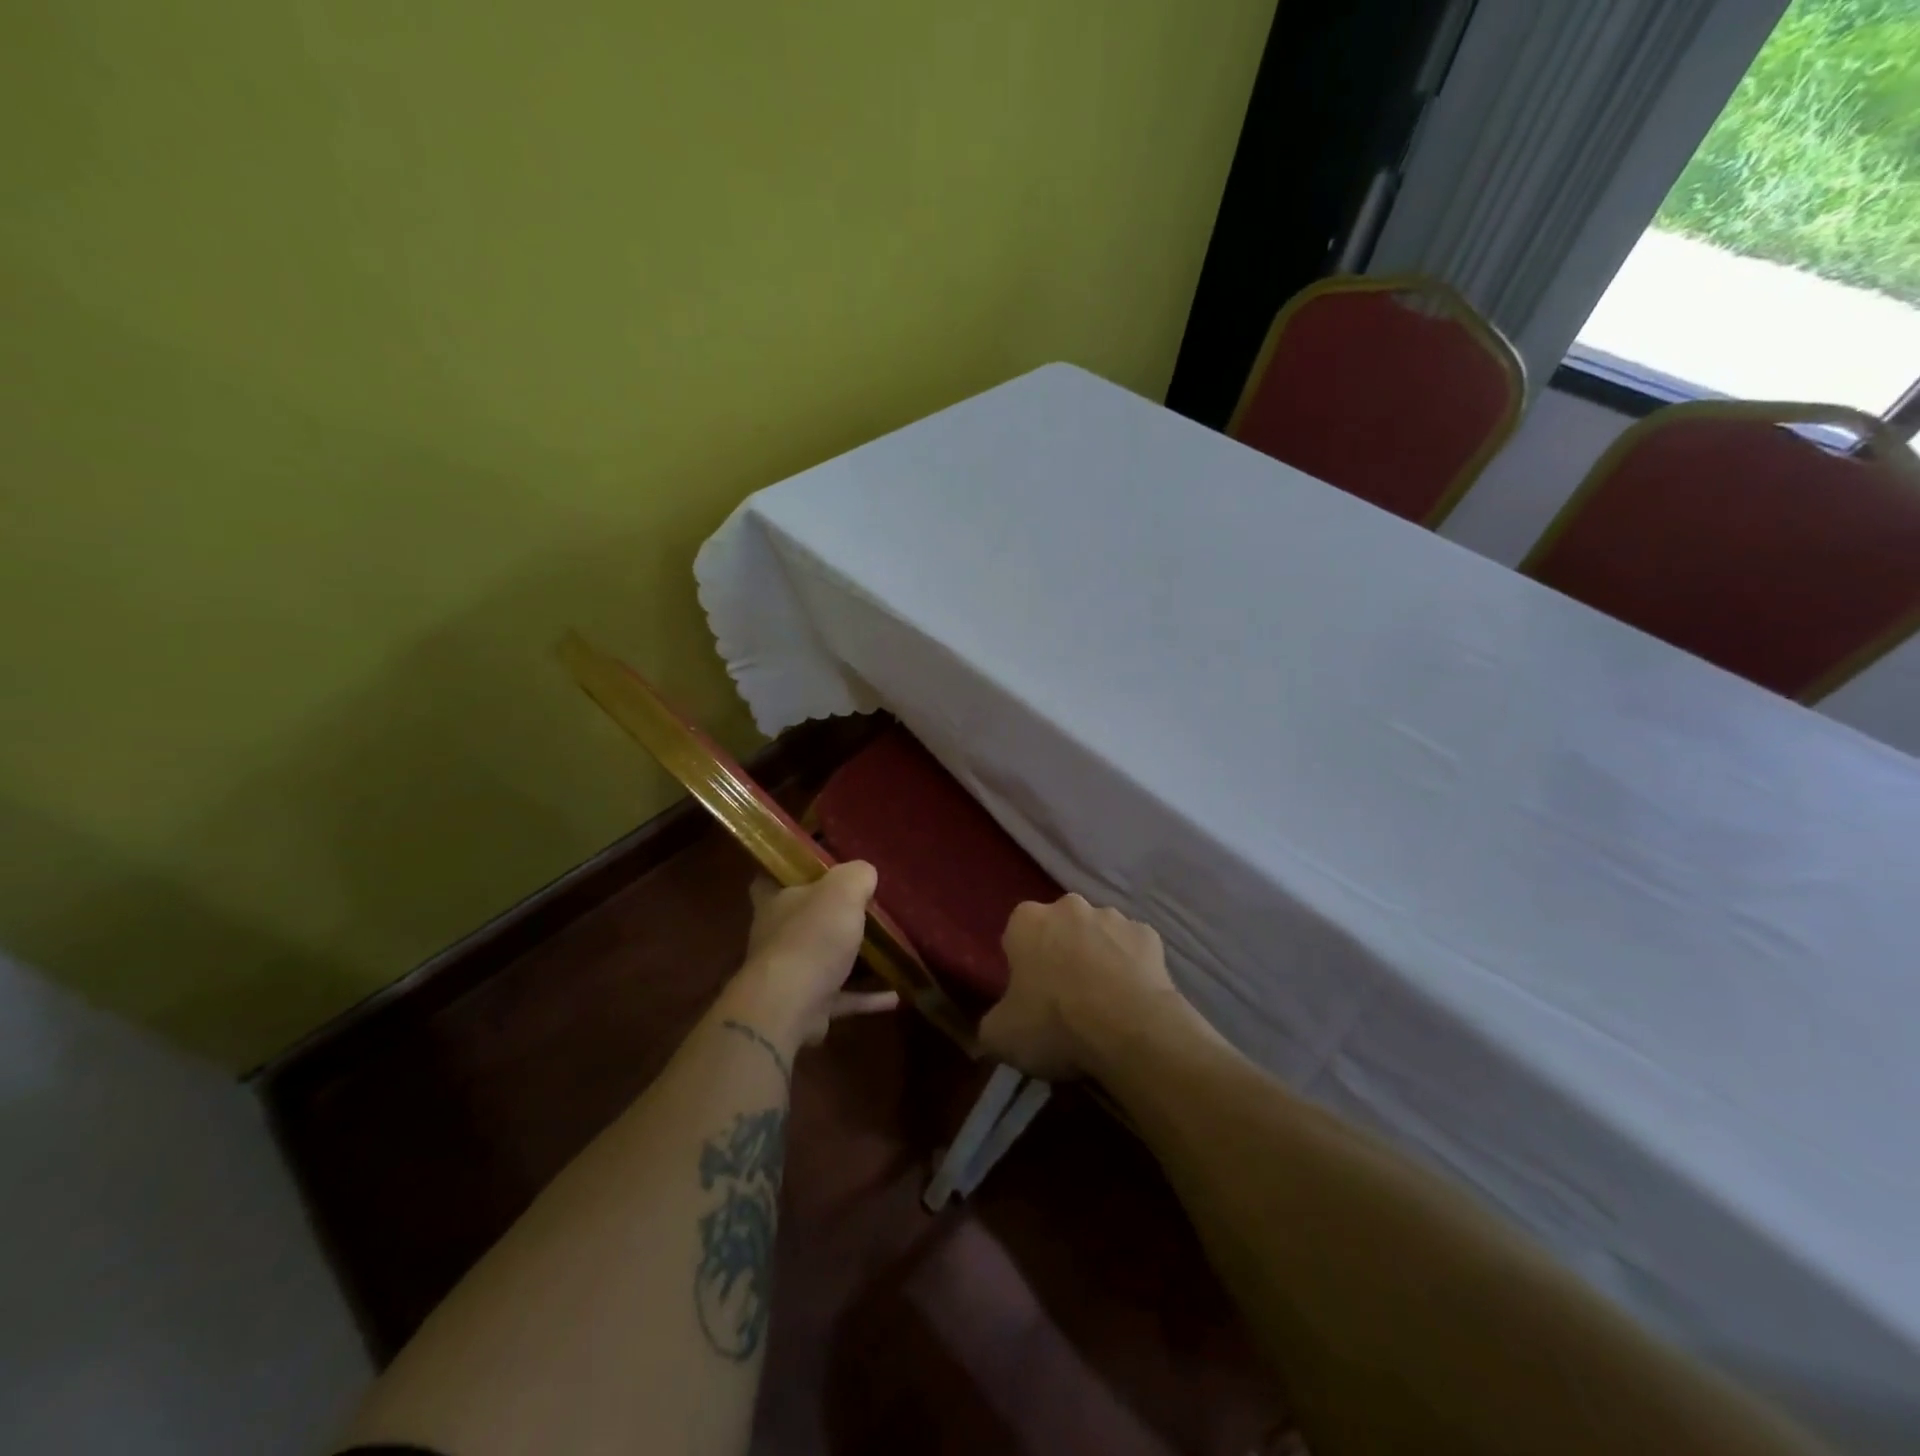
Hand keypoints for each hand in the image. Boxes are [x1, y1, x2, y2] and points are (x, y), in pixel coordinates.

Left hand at [729, 861, 898, 1050]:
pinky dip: (866, 996)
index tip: (819, 867)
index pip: (773, 876)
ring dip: (851, 957)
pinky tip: (894, 996)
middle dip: (828, 914)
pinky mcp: (806, 1004)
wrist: (789, 1006)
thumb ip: (857, 875)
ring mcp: (790, 972)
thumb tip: (865, 873)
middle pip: (803, 917)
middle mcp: (777, 934)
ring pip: (823, 958)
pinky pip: (842, 995)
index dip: (792, 869)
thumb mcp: (843, 890)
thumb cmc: (812, 937)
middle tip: (863, 905)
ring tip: (884, 951)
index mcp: (776, 900)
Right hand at [979, 893, 1182, 1081]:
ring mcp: (1113, 917)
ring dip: (1098, 958)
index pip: (1017, 936)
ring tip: (1104, 1003)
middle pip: (1059, 929)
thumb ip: (992, 1023)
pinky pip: (1134, 951)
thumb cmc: (1054, 1024)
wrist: (1129, 1030)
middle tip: (1065, 1000)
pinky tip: (1133, 1000)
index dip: (1022, 966)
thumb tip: (997, 1027)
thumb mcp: (1000, 1036)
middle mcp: (1068, 906)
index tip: (1029, 997)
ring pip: (1098, 935)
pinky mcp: (1149, 935)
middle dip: (1061, 954)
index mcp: (1027, 920)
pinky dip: (1132, 968)